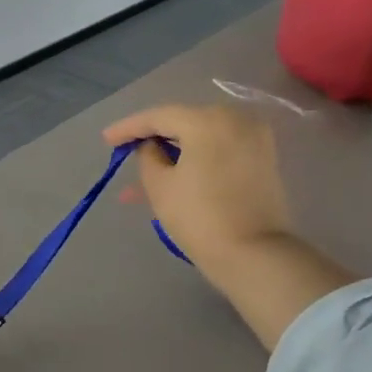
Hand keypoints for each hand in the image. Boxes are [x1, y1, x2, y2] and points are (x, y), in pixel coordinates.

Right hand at [103, 104, 291, 268]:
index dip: (129, 128)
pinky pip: (221, 148)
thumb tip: (152, 146)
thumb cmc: (199, 218)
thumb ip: (147, 156)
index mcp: (208, 120)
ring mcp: (255, 137)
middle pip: (184, 121)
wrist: (254, 254)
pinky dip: (198, 157)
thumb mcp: (160, 186)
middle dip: (154, 138)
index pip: (159, 116)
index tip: (106, 140)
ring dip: (175, 150)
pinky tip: (176, 173)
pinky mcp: (264, 157)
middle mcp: (236, 118)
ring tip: (148, 171)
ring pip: (203, 136)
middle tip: (127, 152)